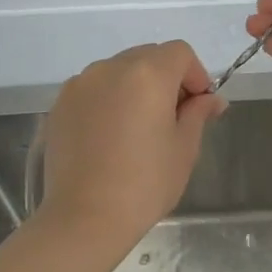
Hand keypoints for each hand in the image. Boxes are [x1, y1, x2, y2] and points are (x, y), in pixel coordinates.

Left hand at [38, 41, 225, 246]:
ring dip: (136, 87)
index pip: (180, 53)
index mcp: (147, 74)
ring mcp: (80, 84)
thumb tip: (211, 99)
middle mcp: (110, 68)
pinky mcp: (60, 105)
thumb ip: (198, 113)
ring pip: (119, 71)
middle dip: (167, 78)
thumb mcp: (184, 147)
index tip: (199, 106)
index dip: (196, 75)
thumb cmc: (145, 183)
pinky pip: (95, 89)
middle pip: (148, 56)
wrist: (85, 218)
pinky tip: (112, 136)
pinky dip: (110, 100)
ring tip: (139, 128)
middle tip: (173, 118)